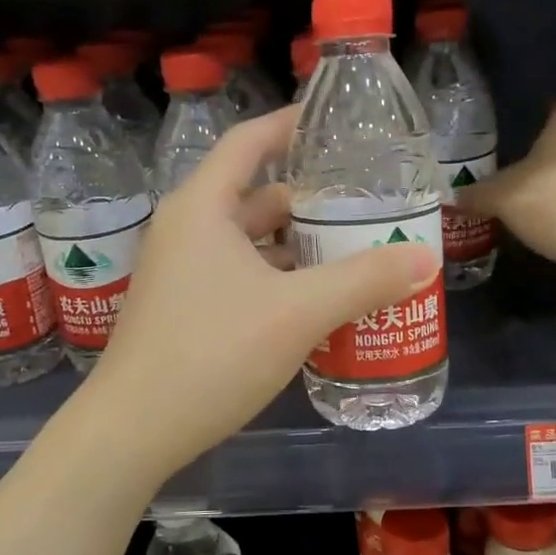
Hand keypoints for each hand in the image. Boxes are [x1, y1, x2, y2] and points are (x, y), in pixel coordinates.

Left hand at [83, 107, 438, 479]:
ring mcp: (181, 271)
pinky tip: (315, 300)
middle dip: (308, 198)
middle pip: (255, 194)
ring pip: (249, 240)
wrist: (132, 431)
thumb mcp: (298, 312)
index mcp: (203, 208)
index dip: (290, 125)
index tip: (335, 123)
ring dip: (295, 243)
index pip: (249, 142)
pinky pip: (239, 274)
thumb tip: (423, 257)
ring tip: (352, 249)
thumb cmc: (211, 353)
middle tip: (364, 202)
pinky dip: (277, 276)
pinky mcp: (183, 308)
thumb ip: (363, 280)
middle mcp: (186, 229)